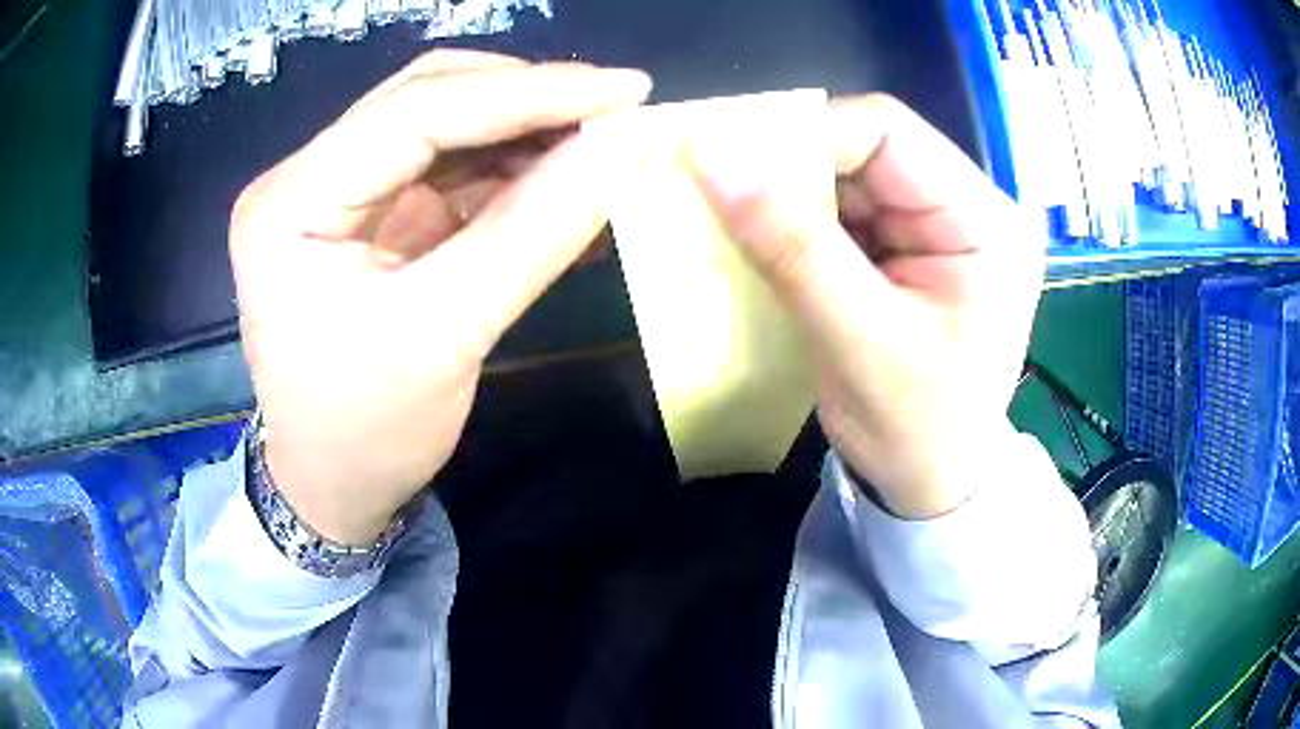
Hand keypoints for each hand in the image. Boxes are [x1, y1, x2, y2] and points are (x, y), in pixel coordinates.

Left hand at [230, 51, 651, 542]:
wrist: (332, 485)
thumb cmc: (367, 432)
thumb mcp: (448, 336)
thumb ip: (535, 233)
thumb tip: (623, 149)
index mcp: (290, 204)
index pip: (414, 111)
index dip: (528, 91)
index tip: (625, 88)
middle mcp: (303, 178)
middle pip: (424, 99)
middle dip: (527, 100)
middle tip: (616, 112)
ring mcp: (334, 189)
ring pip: (442, 123)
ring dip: (524, 129)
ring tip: (600, 145)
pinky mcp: (366, 210)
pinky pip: (445, 164)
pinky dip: (509, 166)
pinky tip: (561, 177)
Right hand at [695, 95, 1044, 518]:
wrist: (932, 485)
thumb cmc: (917, 431)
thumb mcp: (859, 343)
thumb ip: (793, 248)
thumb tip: (711, 158)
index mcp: (985, 221)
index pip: (888, 132)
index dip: (805, 137)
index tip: (728, 163)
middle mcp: (966, 208)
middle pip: (864, 149)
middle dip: (791, 171)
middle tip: (721, 194)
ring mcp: (934, 227)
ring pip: (844, 178)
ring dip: (787, 199)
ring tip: (736, 225)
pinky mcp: (905, 250)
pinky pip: (840, 213)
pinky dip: (795, 225)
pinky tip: (765, 247)